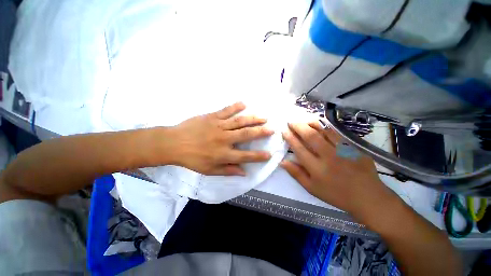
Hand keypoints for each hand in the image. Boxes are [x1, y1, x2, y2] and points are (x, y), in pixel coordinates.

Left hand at [170, 102, 273, 175]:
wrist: (173, 143)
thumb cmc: (192, 159)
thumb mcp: (209, 170)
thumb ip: (228, 171)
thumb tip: (244, 172)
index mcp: (223, 154)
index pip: (245, 156)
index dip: (258, 156)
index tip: (269, 154)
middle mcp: (224, 139)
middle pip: (246, 135)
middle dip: (261, 132)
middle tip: (272, 129)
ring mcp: (218, 126)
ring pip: (239, 121)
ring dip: (253, 119)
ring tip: (264, 117)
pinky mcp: (212, 117)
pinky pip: (226, 110)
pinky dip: (236, 106)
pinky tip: (244, 103)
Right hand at [281, 121, 394, 216]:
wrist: (367, 197)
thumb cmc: (336, 194)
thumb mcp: (311, 188)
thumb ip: (296, 174)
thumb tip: (282, 161)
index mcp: (317, 168)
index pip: (299, 149)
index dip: (290, 138)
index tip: (284, 131)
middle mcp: (329, 156)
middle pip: (310, 136)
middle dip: (298, 127)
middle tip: (290, 121)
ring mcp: (343, 150)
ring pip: (324, 131)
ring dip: (311, 123)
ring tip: (303, 120)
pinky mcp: (353, 147)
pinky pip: (337, 132)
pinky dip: (326, 126)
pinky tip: (320, 123)